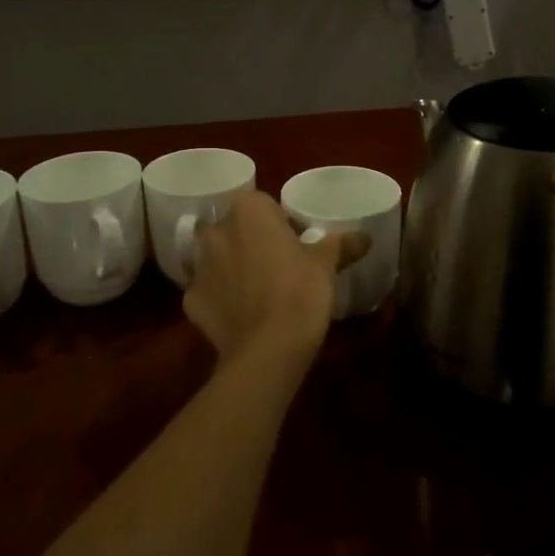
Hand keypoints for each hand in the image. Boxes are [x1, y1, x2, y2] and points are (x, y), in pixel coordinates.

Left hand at [182, 192, 369, 366]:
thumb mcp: (326, 265)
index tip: (297, 244)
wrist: (268, 350)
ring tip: (261, 292)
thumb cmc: (300, 293)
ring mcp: (198, 268)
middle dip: (253, 242)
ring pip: (219, 259)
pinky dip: (222, 299)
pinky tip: (243, 315)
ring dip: (234, 268)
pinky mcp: (191, 302)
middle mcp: (215, 232)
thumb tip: (364, 237)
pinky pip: (210, 291)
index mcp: (248, 211)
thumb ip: (341, 244)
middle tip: (280, 266)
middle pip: (236, 230)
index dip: (281, 223)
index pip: (264, 205)